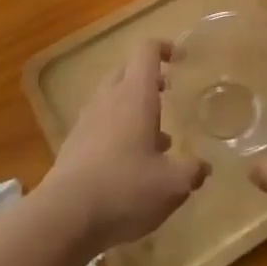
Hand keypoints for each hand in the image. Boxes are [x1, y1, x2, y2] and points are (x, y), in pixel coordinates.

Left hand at [43, 39, 207, 254]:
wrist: (63, 218)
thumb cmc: (125, 189)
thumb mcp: (172, 185)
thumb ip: (192, 171)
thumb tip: (203, 166)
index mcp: (135, 95)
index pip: (146, 50)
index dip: (164, 47)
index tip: (180, 59)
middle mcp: (109, 99)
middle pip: (126, 69)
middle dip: (148, 76)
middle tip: (168, 92)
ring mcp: (87, 120)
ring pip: (112, 97)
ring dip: (133, 107)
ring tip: (156, 138)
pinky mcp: (73, 144)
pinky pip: (99, 123)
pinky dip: (117, 130)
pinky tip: (130, 163)